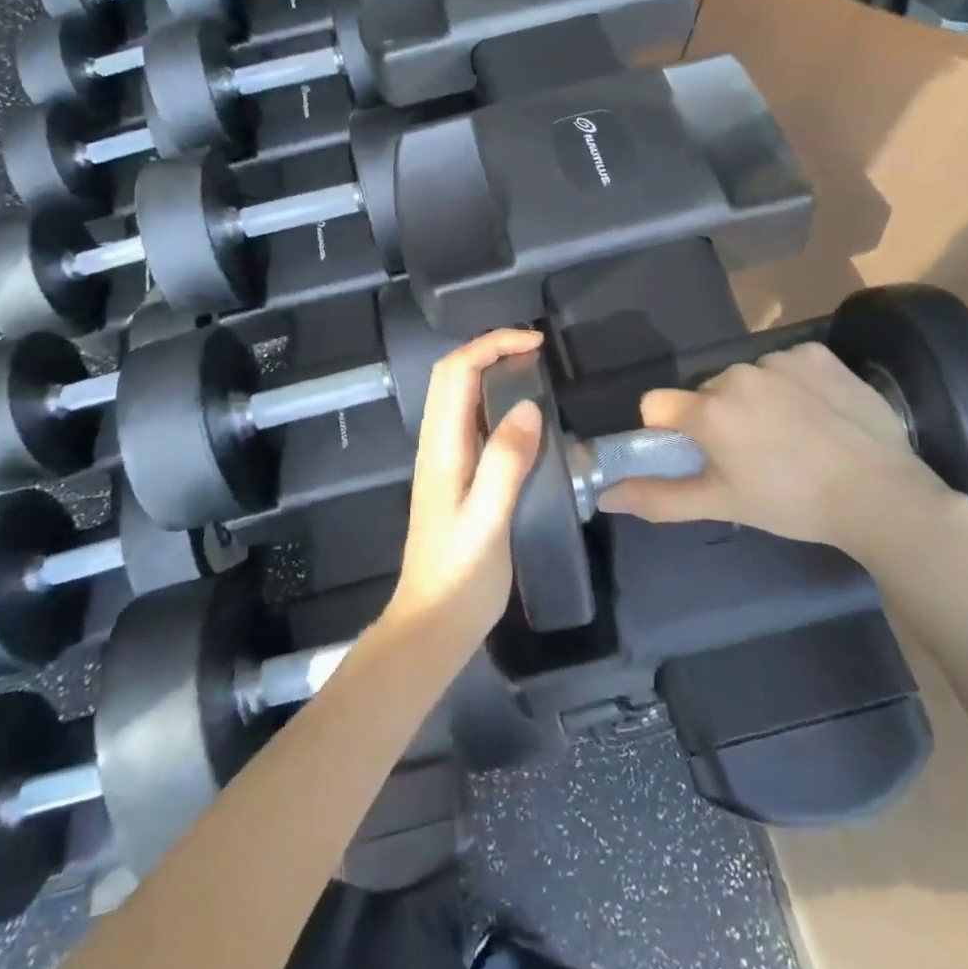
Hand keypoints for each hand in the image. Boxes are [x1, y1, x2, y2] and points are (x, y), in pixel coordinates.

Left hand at [383, 329, 544, 650]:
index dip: (492, 345)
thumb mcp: (489, 522)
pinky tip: (522, 418)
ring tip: (533, 371)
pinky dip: (493, 399)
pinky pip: (470, 420)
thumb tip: (528, 406)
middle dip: (489, 348)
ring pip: (458, 395)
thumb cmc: (462, 577)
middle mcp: (437, 445)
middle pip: (451, 375)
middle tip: (535, 350)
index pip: (456, 372)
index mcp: (442, 448)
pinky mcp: (455, 476)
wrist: (432, 625)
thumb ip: (505, 463)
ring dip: (490, 370)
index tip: (535, 343)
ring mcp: (443, 460)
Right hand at [598, 342, 967, 569]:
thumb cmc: (793, 505)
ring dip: (757, 400)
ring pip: (747, 378)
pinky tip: (819, 414)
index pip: (657, 404)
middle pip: (706, 392)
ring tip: (793, 437)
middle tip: (754, 456)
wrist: (883, 496)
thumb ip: (658, 497)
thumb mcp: (722, 504)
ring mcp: (780, 359)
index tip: (698, 453)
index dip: (669, 430)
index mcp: (709, 410)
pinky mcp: (817, 354)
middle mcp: (737, 374)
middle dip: (719, 418)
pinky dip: (794, 385)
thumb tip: (605, 495)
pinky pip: (787, 365)